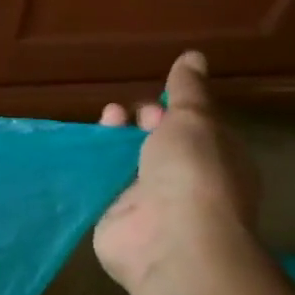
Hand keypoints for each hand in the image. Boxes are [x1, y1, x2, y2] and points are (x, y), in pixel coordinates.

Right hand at [92, 51, 258, 293]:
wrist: (170, 239)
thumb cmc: (194, 172)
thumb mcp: (194, 118)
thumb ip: (188, 90)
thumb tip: (194, 56)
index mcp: (216, 160)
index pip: (194, 131)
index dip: (174, 113)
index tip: (155, 102)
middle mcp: (185, 183)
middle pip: (157, 147)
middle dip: (140, 125)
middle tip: (122, 114)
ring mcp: (150, 204)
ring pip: (127, 165)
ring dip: (114, 143)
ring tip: (103, 121)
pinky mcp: (115, 219)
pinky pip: (101, 189)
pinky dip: (90, 170)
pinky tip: (78, 153)